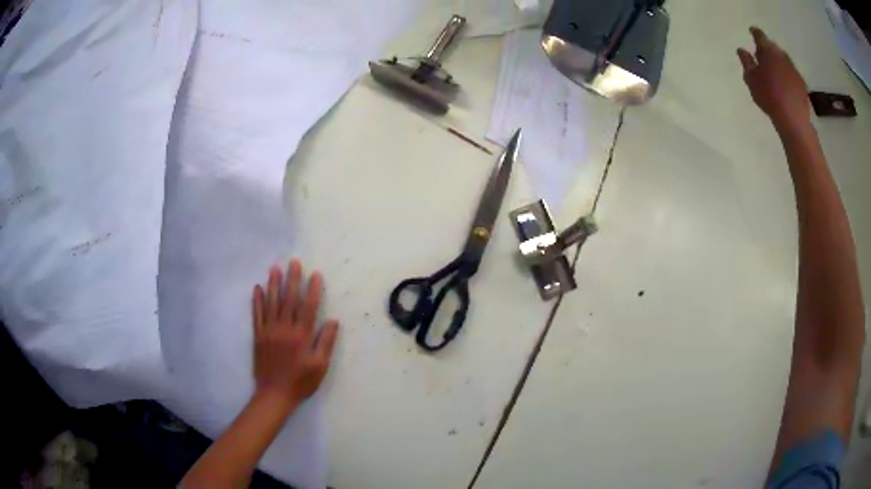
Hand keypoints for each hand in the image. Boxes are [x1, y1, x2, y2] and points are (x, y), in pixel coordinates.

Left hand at [251, 260, 339, 409]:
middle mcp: (284, 329)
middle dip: (292, 279)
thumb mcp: (320, 366)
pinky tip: (258, 288)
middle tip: (294, 262)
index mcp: (302, 336)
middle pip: (289, 300)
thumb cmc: (301, 382)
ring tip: (275, 268)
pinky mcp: (258, 335)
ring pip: (271, 303)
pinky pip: (257, 314)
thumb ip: (326, 342)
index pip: (308, 307)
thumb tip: (333, 320)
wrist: (274, 394)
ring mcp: (269, 331)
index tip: (315, 274)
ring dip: (273, 284)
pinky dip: (257, 300)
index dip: (313, 290)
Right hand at [737, 27, 810, 126]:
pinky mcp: (801, 83)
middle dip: (767, 50)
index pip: (759, 35)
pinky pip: (791, 73)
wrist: (794, 120)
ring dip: (778, 63)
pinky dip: (786, 75)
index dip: (754, 33)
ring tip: (773, 72)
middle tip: (762, 57)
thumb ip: (746, 62)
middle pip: (772, 47)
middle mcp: (781, 55)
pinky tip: (784, 85)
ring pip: (783, 60)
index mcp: (767, 50)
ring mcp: (793, 69)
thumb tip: (742, 50)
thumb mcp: (751, 79)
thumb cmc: (769, 96)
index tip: (751, 32)